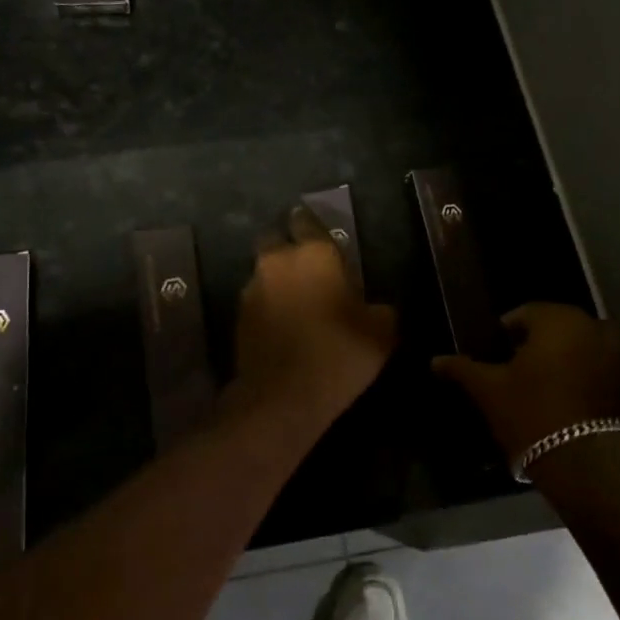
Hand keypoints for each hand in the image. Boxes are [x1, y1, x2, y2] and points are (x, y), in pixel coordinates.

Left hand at [228, 207, 396, 434]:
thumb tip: (374, 306)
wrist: (282, 398)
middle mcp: (277, 261)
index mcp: (314, 253)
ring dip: (278, 279)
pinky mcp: (238, 315)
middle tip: (310, 269)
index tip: (325, 240)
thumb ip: (379, 308)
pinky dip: (269, 305)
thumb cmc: (339, 354)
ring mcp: (252, 287)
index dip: (315, 228)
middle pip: (278, 240)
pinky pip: (257, 299)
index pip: (309, 221)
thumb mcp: (381, 332)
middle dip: (290, 248)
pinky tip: (284, 324)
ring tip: (297, 301)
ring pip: (265, 271)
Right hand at [433, 303, 619, 467]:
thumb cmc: (532, 415)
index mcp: (558, 319)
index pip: (524, 313)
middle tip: (512, 372)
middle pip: (554, 327)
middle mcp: (593, 326)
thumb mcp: (489, 390)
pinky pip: (597, 367)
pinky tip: (562, 400)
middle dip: (534, 344)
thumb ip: (462, 369)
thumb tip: (435, 360)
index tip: (493, 355)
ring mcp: (617, 354)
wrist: (587, 465)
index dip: (504, 333)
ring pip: (578, 346)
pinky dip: (581, 375)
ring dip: (560, 358)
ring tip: (537, 386)